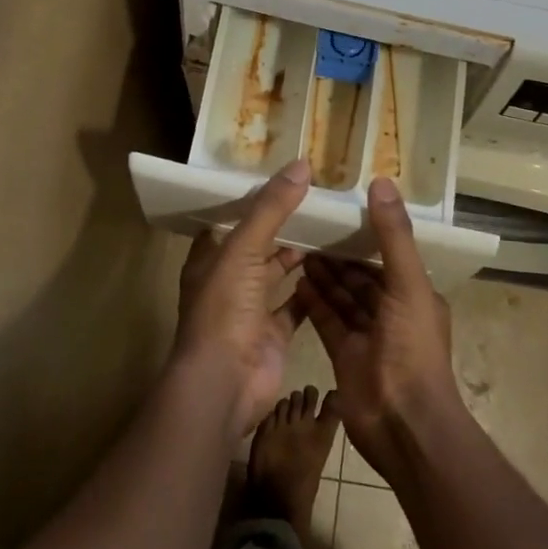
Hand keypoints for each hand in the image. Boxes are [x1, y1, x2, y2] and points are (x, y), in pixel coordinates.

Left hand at [173, 158, 311, 440]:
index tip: (284, 178)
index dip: (253, 199)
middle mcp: (228, 280)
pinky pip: (297, 303)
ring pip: (278, 272)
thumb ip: (271, 208)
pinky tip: (337, 266)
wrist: (224, 384)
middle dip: (284, 224)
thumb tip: (301, 164)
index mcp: (210, 258)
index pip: (231, 219)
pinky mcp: (274, 332)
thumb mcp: (244, 249)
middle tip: (318, 198)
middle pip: (258, 244)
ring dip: (300, 253)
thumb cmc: (224, 309)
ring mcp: (251, 308)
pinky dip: (314, 287)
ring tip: (332, 225)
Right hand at [294, 177, 464, 481]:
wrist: (403, 424)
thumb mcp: (407, 284)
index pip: (389, 254)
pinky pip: (328, 320)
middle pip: (362, 275)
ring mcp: (368, 336)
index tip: (341, 208)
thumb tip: (382, 181)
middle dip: (340, 253)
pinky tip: (295, 279)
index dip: (367, 232)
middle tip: (310, 225)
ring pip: (343, 296)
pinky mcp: (344, 355)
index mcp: (415, 294)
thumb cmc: (412, 349)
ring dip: (324, 274)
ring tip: (298, 245)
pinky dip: (314, 301)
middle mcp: (393, 312)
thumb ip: (393, 235)